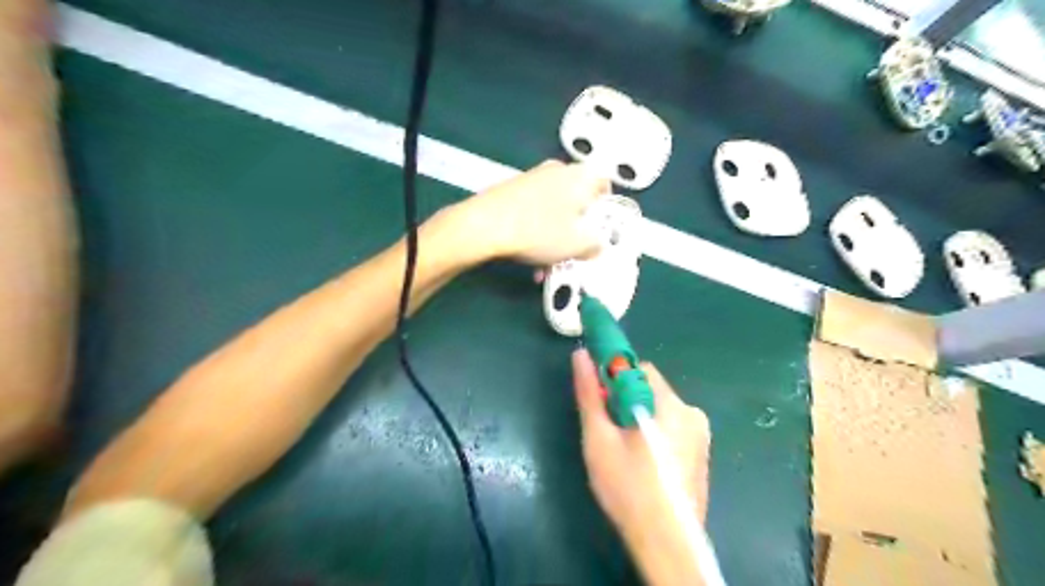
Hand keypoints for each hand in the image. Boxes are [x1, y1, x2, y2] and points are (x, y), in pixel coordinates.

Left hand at [452, 157, 612, 261]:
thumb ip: (595, 245)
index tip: (601, 230)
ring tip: (546, 263)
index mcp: (581, 175)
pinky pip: (533, 211)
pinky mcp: (511, 189)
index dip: (606, 209)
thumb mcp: (578, 245)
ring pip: (554, 209)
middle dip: (576, 229)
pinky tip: (528, 255)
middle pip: (577, 200)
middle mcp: (558, 170)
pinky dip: (536, 231)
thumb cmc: (540, 231)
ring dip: (554, 236)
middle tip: (574, 251)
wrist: (484, 225)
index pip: (605, 184)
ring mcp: (532, 178)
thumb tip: (596, 246)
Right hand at [571, 348, 710, 581]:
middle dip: (625, 402)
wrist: (666, 545)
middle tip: (608, 431)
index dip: (613, 379)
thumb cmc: (628, 488)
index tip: (599, 401)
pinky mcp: (701, 454)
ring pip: (659, 410)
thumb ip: (589, 395)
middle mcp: (692, 413)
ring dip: (638, 418)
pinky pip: (671, 428)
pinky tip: (642, 464)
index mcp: (671, 405)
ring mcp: (700, 435)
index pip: (638, 369)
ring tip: (623, 452)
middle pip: (649, 390)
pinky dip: (653, 434)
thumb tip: (581, 355)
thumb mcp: (599, 439)